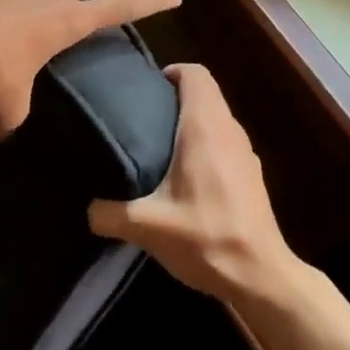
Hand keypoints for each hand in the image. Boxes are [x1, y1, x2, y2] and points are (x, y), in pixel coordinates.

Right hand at [88, 63, 299, 301]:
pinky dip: (206, 145)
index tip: (147, 90)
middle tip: (143, 118)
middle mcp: (228, 129)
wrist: (260, 276)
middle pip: (205, 93)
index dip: (172, 72)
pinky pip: (225, 142)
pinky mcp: (252, 174)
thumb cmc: (205, 237)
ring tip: (160, 146)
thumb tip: (88, 209)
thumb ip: (110, 214)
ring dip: (192, 122)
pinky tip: (187, 178)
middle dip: (175, 98)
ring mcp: (245, 152)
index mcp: (204, 126)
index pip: (195, 74)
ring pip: (216, 118)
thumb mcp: (147, 227)